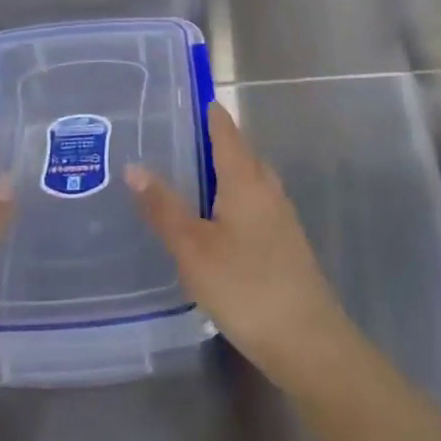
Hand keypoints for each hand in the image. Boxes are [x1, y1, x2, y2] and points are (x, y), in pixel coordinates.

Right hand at [126, 104, 355, 386]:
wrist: (306, 339)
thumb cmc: (245, 286)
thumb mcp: (193, 248)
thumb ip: (163, 207)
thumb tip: (134, 166)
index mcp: (246, 179)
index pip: (226, 131)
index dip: (208, 114)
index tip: (183, 101)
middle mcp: (268, 189)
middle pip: (241, 153)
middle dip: (213, 141)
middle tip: (174, 139)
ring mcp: (281, 216)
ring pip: (249, 180)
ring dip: (223, 172)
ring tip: (188, 176)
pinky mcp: (285, 242)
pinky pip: (254, 204)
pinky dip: (232, 198)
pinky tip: (215, 220)